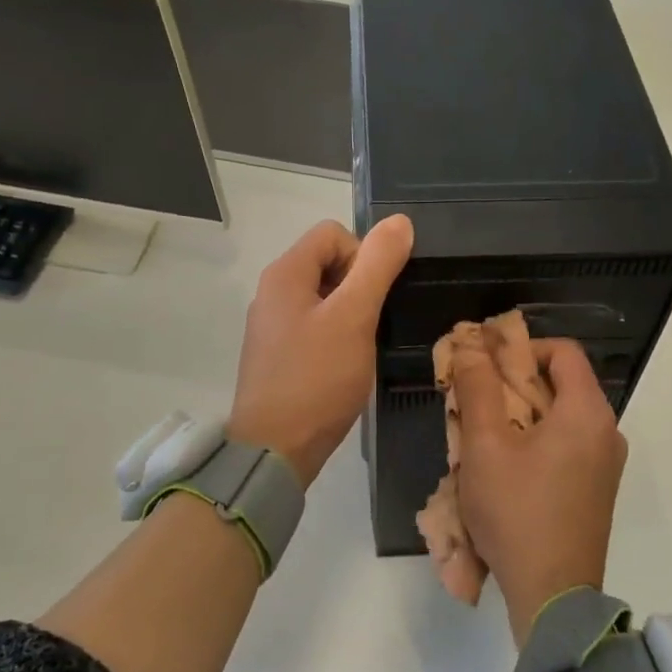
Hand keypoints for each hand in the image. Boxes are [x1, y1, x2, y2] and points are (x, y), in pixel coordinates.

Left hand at [229, 215, 413, 487]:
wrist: (275, 450)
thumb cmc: (316, 379)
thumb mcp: (354, 317)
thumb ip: (377, 266)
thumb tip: (399, 222)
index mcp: (285, 274)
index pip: (333, 233)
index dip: (364, 255)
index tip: (376, 296)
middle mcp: (272, 292)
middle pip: (327, 262)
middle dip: (359, 285)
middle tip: (372, 323)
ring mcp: (273, 326)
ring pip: (324, 297)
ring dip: (351, 312)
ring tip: (363, 346)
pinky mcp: (278, 355)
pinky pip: (314, 326)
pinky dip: (336, 335)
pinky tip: (346, 365)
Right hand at [450, 338, 626, 643]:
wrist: (552, 596)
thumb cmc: (517, 511)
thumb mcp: (485, 446)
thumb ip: (477, 388)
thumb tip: (470, 345)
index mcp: (587, 412)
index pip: (561, 351)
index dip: (520, 348)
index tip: (484, 364)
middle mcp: (606, 431)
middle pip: (559, 384)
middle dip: (511, 384)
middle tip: (472, 400)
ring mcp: (605, 464)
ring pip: (559, 418)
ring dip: (519, 416)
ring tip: (480, 435)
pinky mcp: (596, 490)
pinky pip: (565, 447)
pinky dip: (534, 442)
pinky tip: (502, 467)